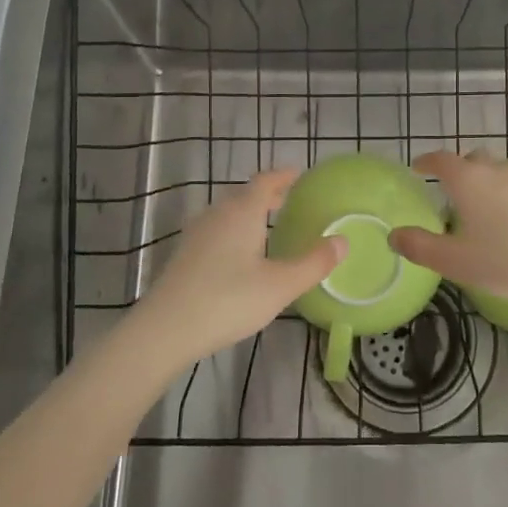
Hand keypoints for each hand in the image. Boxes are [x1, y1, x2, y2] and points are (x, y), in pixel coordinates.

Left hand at [135, 169, 344, 365]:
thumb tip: (343, 241)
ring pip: (229, 212)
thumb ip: (314, 263)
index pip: (266, 180)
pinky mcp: (185, 253)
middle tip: (292, 202)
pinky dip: (236, 230)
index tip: (301, 176)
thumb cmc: (227, 301)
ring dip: (250, 213)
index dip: (285, 176)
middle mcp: (218, 213)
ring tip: (270, 226)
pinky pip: (217, 229)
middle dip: (270, 195)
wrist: (165, 330)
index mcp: (242, 211)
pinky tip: (241, 254)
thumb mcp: (280, 286)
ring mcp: (197, 233)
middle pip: (246, 194)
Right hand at [389, 151, 507, 308]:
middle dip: (459, 169)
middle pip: (473, 158)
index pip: (442, 160)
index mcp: (468, 181)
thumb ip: (421, 247)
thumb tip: (394, 236)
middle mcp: (496, 170)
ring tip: (481, 207)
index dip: (427, 161)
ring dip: (486, 181)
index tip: (418, 167)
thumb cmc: (507, 261)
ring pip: (499, 170)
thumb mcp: (456, 261)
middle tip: (451, 190)